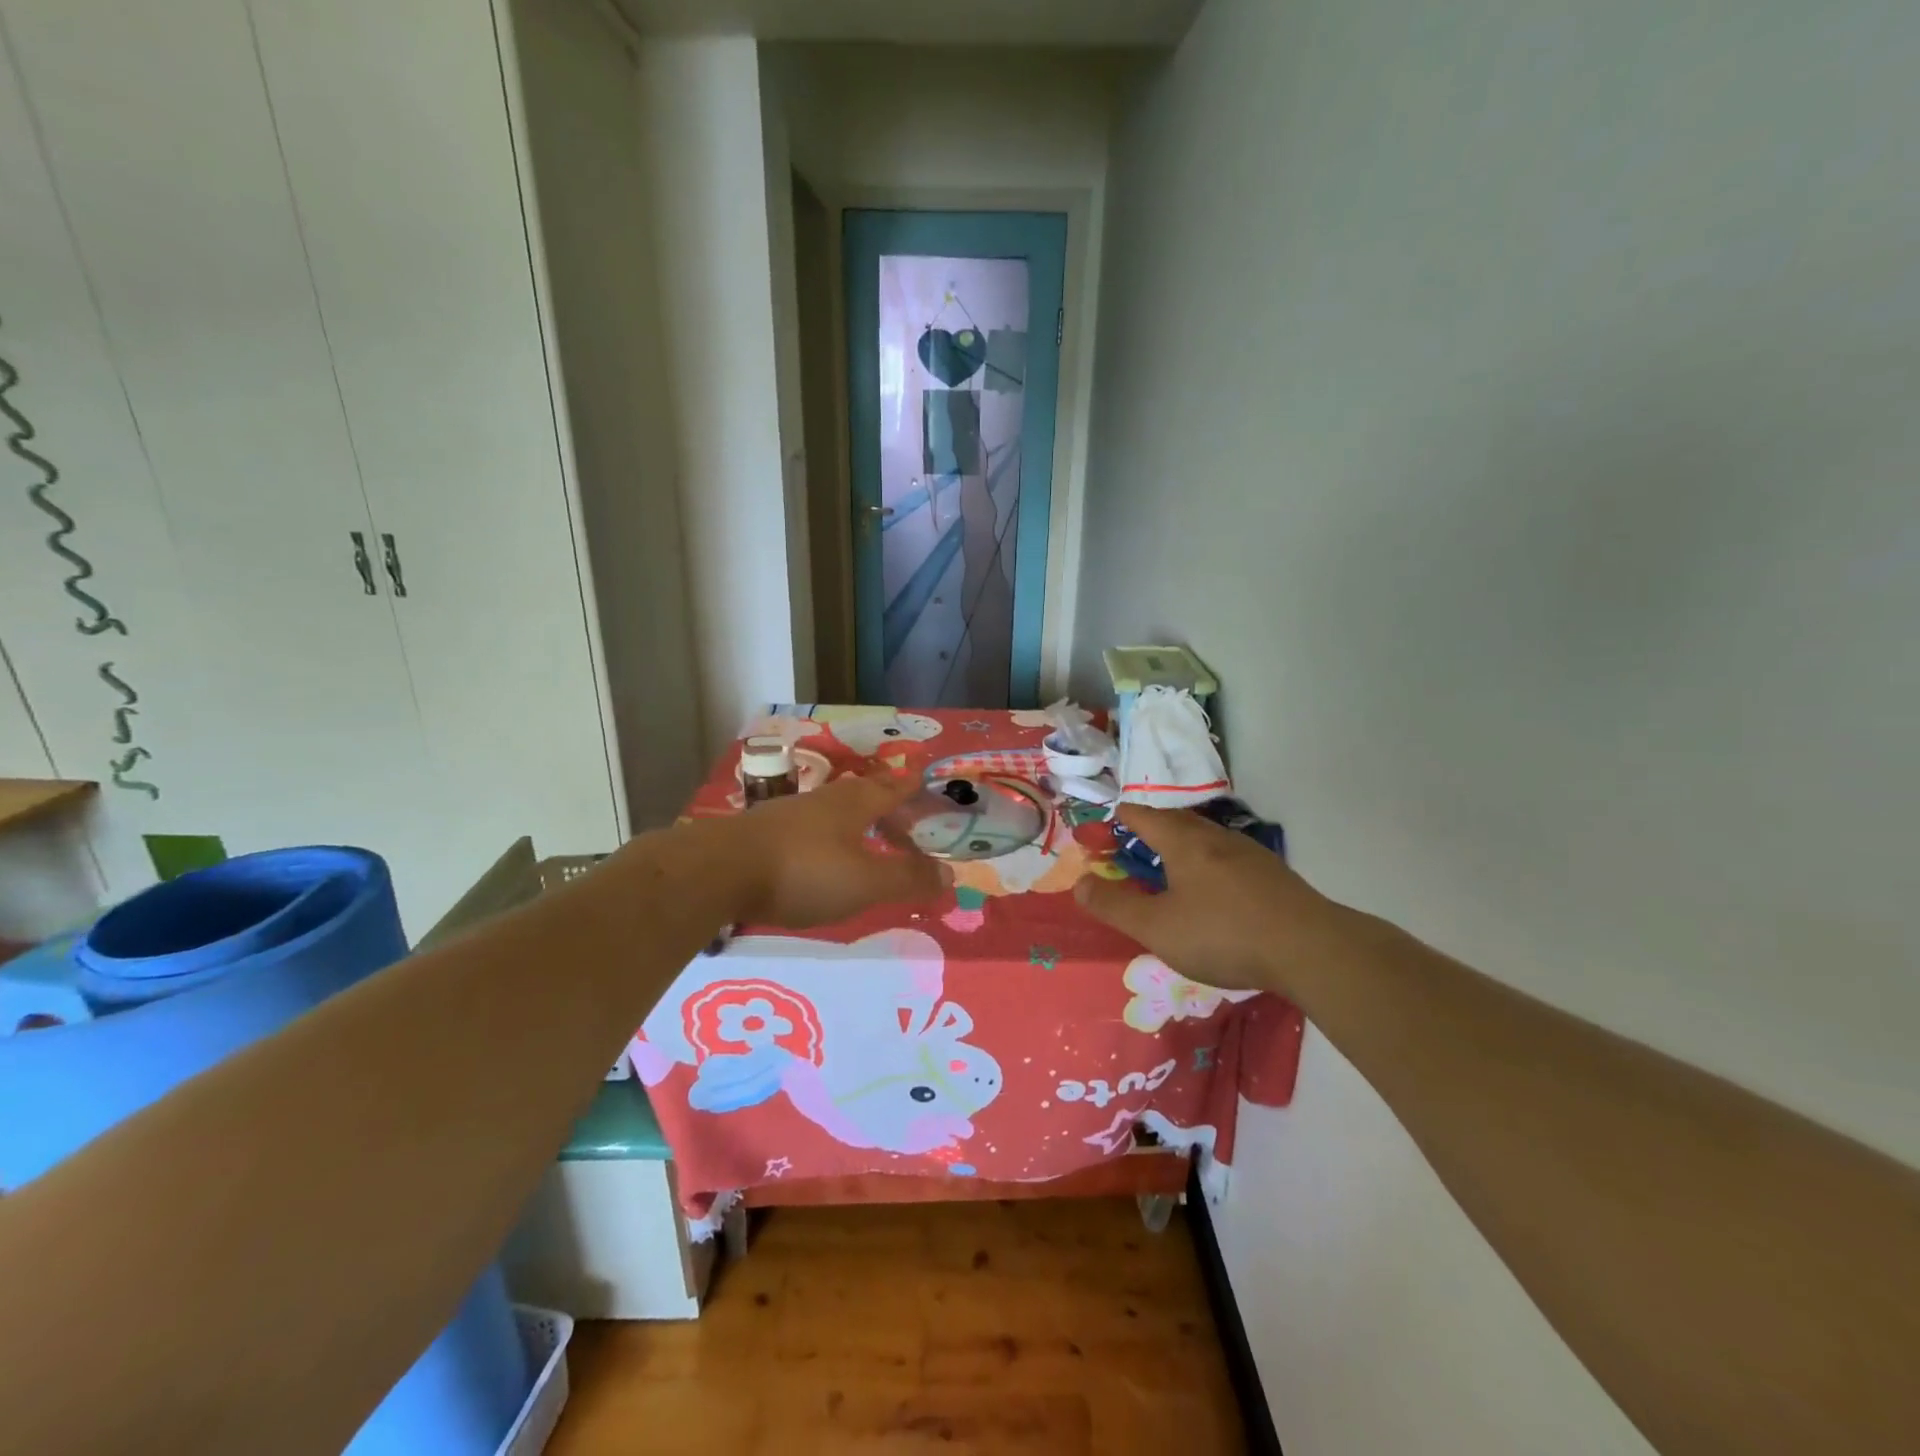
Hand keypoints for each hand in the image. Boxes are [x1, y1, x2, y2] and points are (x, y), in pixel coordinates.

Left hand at [723, 772, 952, 928]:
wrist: (721, 871)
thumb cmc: (804, 872)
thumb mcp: (865, 882)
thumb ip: (908, 879)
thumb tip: (951, 874)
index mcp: (854, 804)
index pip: (893, 790)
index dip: (912, 788)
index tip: (926, 779)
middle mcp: (825, 801)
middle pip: (864, 794)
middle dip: (886, 801)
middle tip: (904, 814)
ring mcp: (791, 814)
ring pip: (835, 810)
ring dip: (856, 819)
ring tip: (867, 836)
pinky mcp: (764, 833)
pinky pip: (810, 828)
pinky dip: (829, 837)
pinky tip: (822, 855)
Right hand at [1075, 804, 1337, 992]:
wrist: (1312, 948)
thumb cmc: (1223, 933)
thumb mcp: (1157, 927)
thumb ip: (1115, 906)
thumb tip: (1079, 884)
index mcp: (1183, 841)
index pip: (1142, 815)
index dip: (1120, 818)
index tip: (1106, 827)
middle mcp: (1215, 837)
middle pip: (1175, 822)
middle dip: (1151, 829)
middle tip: (1133, 845)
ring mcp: (1249, 854)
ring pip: (1205, 839)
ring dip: (1182, 847)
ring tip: (1170, 869)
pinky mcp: (1272, 876)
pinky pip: (1228, 859)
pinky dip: (1208, 866)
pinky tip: (1214, 892)